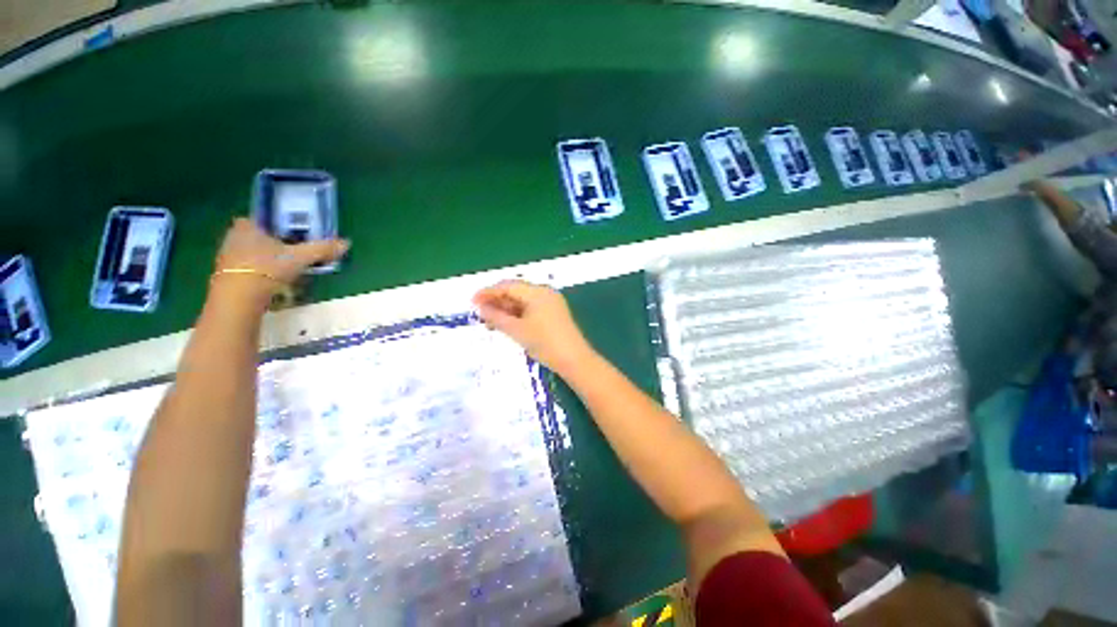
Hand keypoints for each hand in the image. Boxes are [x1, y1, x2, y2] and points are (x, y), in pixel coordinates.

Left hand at [212, 218, 349, 300]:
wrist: (237, 298)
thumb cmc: (266, 269)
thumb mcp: (300, 258)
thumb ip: (322, 249)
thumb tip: (346, 243)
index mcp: (247, 226)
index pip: (261, 219)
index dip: (275, 225)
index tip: (291, 233)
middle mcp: (233, 237)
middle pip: (257, 236)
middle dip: (273, 242)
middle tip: (292, 251)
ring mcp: (227, 257)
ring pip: (251, 252)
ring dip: (266, 258)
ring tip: (286, 268)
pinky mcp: (227, 276)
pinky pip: (247, 268)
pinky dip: (260, 272)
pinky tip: (274, 281)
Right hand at [473, 280, 595, 373]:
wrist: (574, 360)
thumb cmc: (544, 343)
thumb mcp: (516, 330)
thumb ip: (496, 317)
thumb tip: (480, 308)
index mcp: (537, 292)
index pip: (508, 286)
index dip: (488, 293)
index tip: (472, 302)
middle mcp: (545, 292)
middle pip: (516, 291)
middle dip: (497, 301)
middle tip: (480, 314)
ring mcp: (551, 303)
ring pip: (523, 301)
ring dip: (506, 309)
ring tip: (491, 322)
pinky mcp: (554, 313)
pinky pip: (531, 308)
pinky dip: (518, 315)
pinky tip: (507, 324)